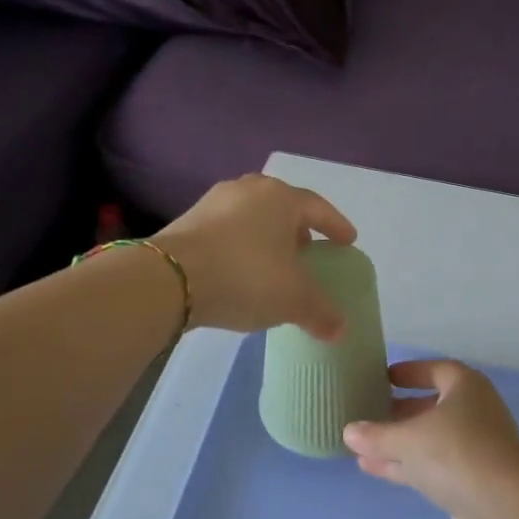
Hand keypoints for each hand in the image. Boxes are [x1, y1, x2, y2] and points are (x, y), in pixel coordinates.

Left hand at [153, 174, 356, 339]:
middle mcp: (249, 190)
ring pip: (253, 218)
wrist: (170, 278)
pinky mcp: (188, 220)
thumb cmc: (246, 276)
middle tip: (308, 252)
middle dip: (298, 230)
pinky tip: (240, 271)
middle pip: (283, 208)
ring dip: (267, 238)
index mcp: (281, 198)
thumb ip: (321, 312)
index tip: (348, 241)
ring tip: (274, 264)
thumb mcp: (293, 299)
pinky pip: (227, 231)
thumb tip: (340, 329)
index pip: (318, 208)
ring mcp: (215, 202)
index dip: (336, 226)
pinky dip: (241, 247)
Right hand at [345, 360, 518, 518]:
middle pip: (431, 406)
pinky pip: (432, 465)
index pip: (435, 370)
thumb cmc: (456, 453)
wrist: (505, 508)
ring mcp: (475, 448)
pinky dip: (406, 465)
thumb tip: (349, 431)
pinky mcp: (471, 481)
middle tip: (368, 412)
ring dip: (398, 442)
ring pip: (430, 439)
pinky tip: (373, 468)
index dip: (409, 372)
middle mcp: (474, 412)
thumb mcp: (408, 440)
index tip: (383, 378)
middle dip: (400, 411)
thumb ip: (377, 435)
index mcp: (465, 387)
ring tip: (360, 445)